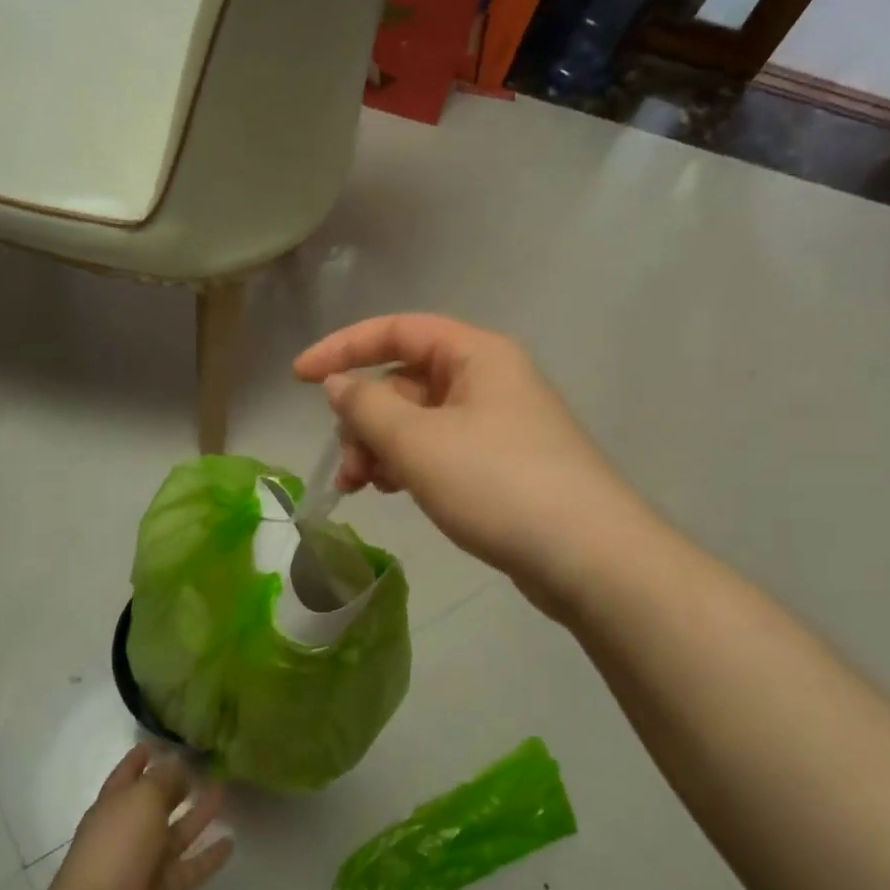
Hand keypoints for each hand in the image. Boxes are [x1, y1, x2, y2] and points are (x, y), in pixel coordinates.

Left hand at [48, 746, 232, 889]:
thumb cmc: (118, 844)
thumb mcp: (143, 797)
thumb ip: (164, 779)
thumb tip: (178, 764)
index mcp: (114, 804)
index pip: (128, 774)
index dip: (140, 757)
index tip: (158, 742)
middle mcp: (131, 830)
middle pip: (157, 802)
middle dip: (177, 785)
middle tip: (205, 764)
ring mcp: (148, 862)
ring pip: (179, 831)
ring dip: (199, 813)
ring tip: (224, 790)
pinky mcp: (167, 889)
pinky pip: (192, 866)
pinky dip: (210, 856)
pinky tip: (231, 841)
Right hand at [293, 314, 638, 611]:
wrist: (590, 558)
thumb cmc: (499, 484)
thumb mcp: (419, 442)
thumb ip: (368, 407)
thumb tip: (340, 384)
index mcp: (476, 355)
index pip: (398, 331)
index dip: (343, 347)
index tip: (299, 377)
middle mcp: (489, 380)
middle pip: (406, 381)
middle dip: (364, 417)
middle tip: (348, 465)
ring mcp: (499, 424)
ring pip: (420, 420)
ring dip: (382, 446)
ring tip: (362, 487)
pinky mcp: (502, 465)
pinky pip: (440, 450)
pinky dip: (410, 465)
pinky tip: (395, 492)